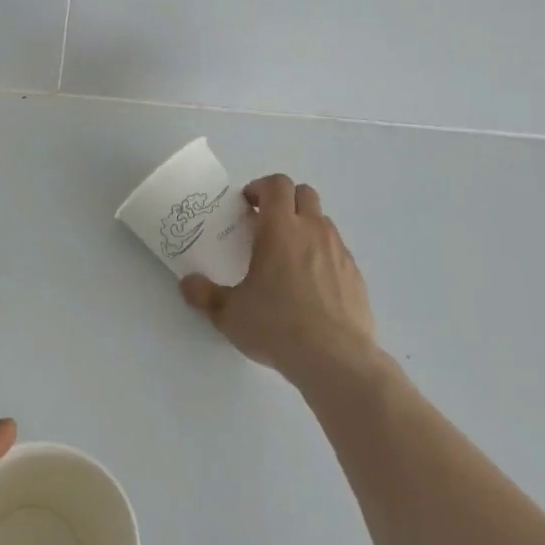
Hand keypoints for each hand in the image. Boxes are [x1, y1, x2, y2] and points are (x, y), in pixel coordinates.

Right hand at [180, 174, 377, 384]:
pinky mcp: (356, 275)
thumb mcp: (229, 314)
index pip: (277, 184)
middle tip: (266, 224)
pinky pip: (337, 250)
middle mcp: (313, 230)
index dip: (260, 188)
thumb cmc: (277, 326)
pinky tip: (311, 285)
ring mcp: (339, 251)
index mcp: (281, 229)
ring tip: (288, 256)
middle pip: (304, 193)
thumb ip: (204, 294)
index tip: (247, 206)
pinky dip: (322, 254)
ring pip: (323, 220)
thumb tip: (187, 283)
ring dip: (305, 226)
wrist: (336, 360)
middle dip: (285, 200)